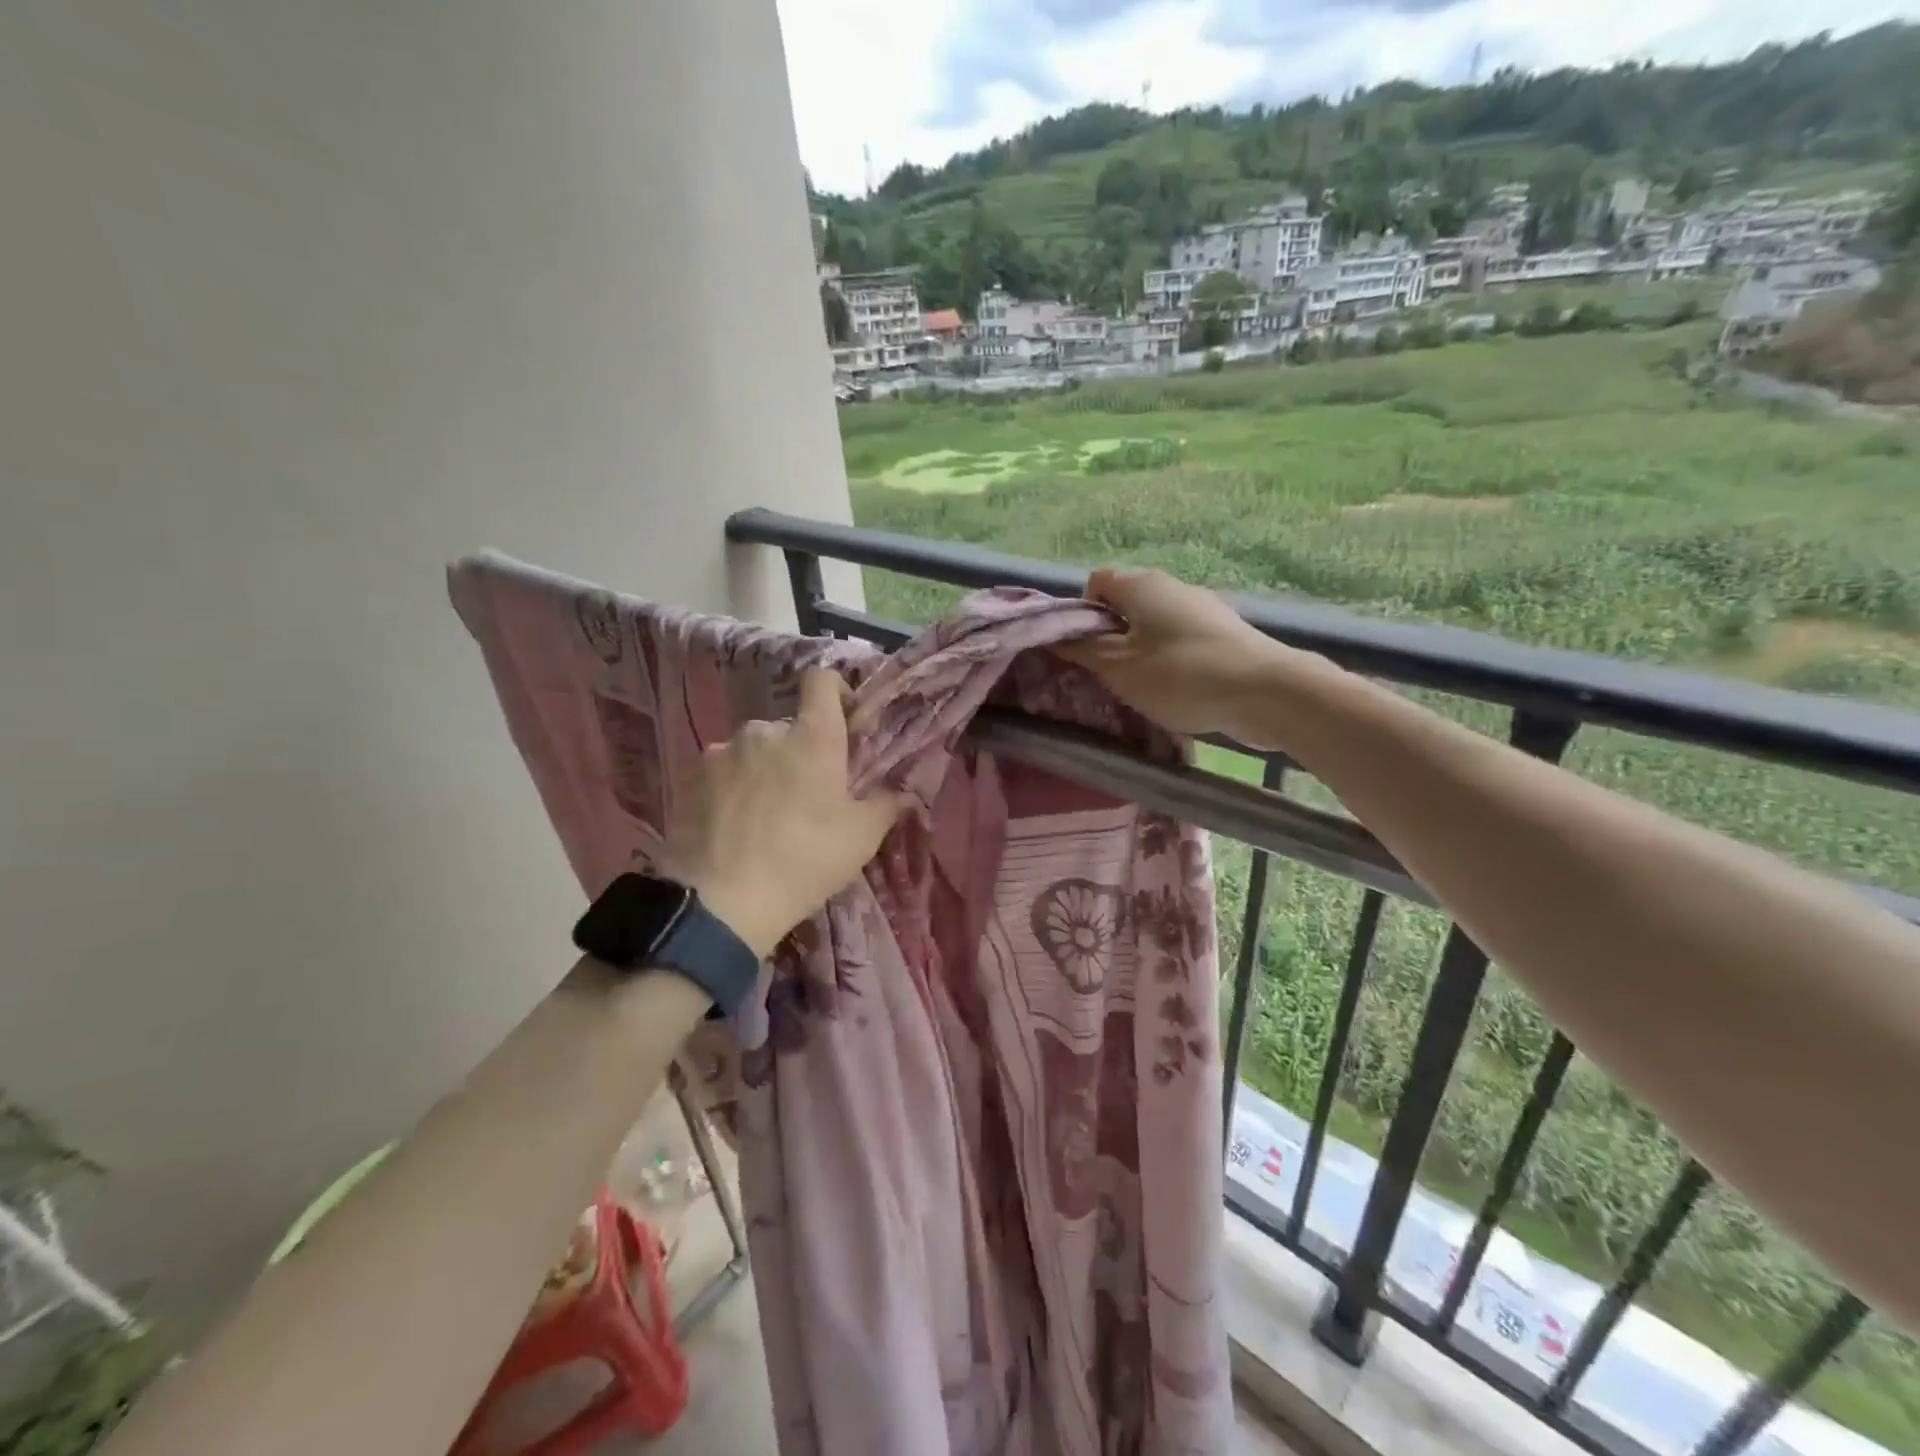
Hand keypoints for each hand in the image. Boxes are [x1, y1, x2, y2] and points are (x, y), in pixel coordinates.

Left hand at [658, 669, 906, 957]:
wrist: (719, 902)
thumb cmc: (804, 861)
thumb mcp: (861, 838)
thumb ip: (886, 804)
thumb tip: (902, 791)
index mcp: (812, 736)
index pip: (822, 680)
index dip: (835, 692)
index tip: (845, 722)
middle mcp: (765, 730)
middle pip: (789, 727)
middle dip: (800, 752)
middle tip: (807, 796)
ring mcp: (722, 752)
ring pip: (753, 751)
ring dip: (764, 771)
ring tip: (765, 818)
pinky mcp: (690, 778)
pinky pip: (722, 773)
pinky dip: (732, 789)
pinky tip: (734, 828)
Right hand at [1058, 567, 1296, 741]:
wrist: (1266, 692)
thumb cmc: (1181, 675)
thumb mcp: (1119, 668)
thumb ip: (1084, 650)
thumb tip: (1056, 635)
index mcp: (1142, 584)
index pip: (1096, 583)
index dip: (1081, 614)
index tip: (1084, 651)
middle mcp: (1173, 586)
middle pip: (1125, 605)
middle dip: (1110, 638)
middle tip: (1107, 676)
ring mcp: (1203, 609)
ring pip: (1154, 625)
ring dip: (1140, 653)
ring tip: (1142, 689)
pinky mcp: (1225, 634)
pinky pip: (1181, 641)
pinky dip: (1170, 661)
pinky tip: (1177, 691)